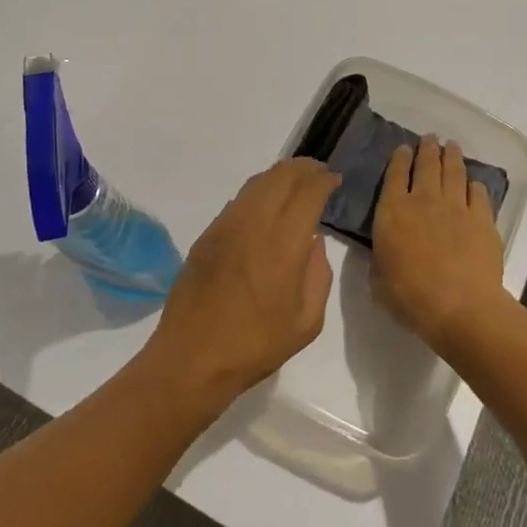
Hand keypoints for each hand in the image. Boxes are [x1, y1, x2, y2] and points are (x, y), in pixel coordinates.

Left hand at [147, 158, 339, 412]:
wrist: (192, 358)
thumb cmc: (255, 345)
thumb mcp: (306, 323)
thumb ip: (318, 276)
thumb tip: (314, 242)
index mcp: (283, 243)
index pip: (308, 192)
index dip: (324, 180)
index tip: (334, 179)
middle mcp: (254, 223)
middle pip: (281, 176)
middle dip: (304, 168)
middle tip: (319, 173)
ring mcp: (226, 225)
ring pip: (257, 183)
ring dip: (280, 175)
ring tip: (295, 182)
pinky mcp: (208, 234)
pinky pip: (238, 200)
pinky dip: (258, 191)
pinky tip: (266, 205)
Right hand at [371, 137, 505, 350]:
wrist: (461, 307)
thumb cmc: (411, 297)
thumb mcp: (379, 281)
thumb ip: (380, 261)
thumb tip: (383, 257)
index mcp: (392, 211)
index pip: (394, 174)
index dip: (399, 158)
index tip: (403, 148)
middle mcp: (423, 199)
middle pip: (426, 164)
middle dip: (427, 147)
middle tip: (431, 137)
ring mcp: (456, 206)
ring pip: (453, 171)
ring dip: (452, 156)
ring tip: (452, 146)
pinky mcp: (482, 218)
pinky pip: (478, 193)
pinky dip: (475, 185)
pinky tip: (475, 184)